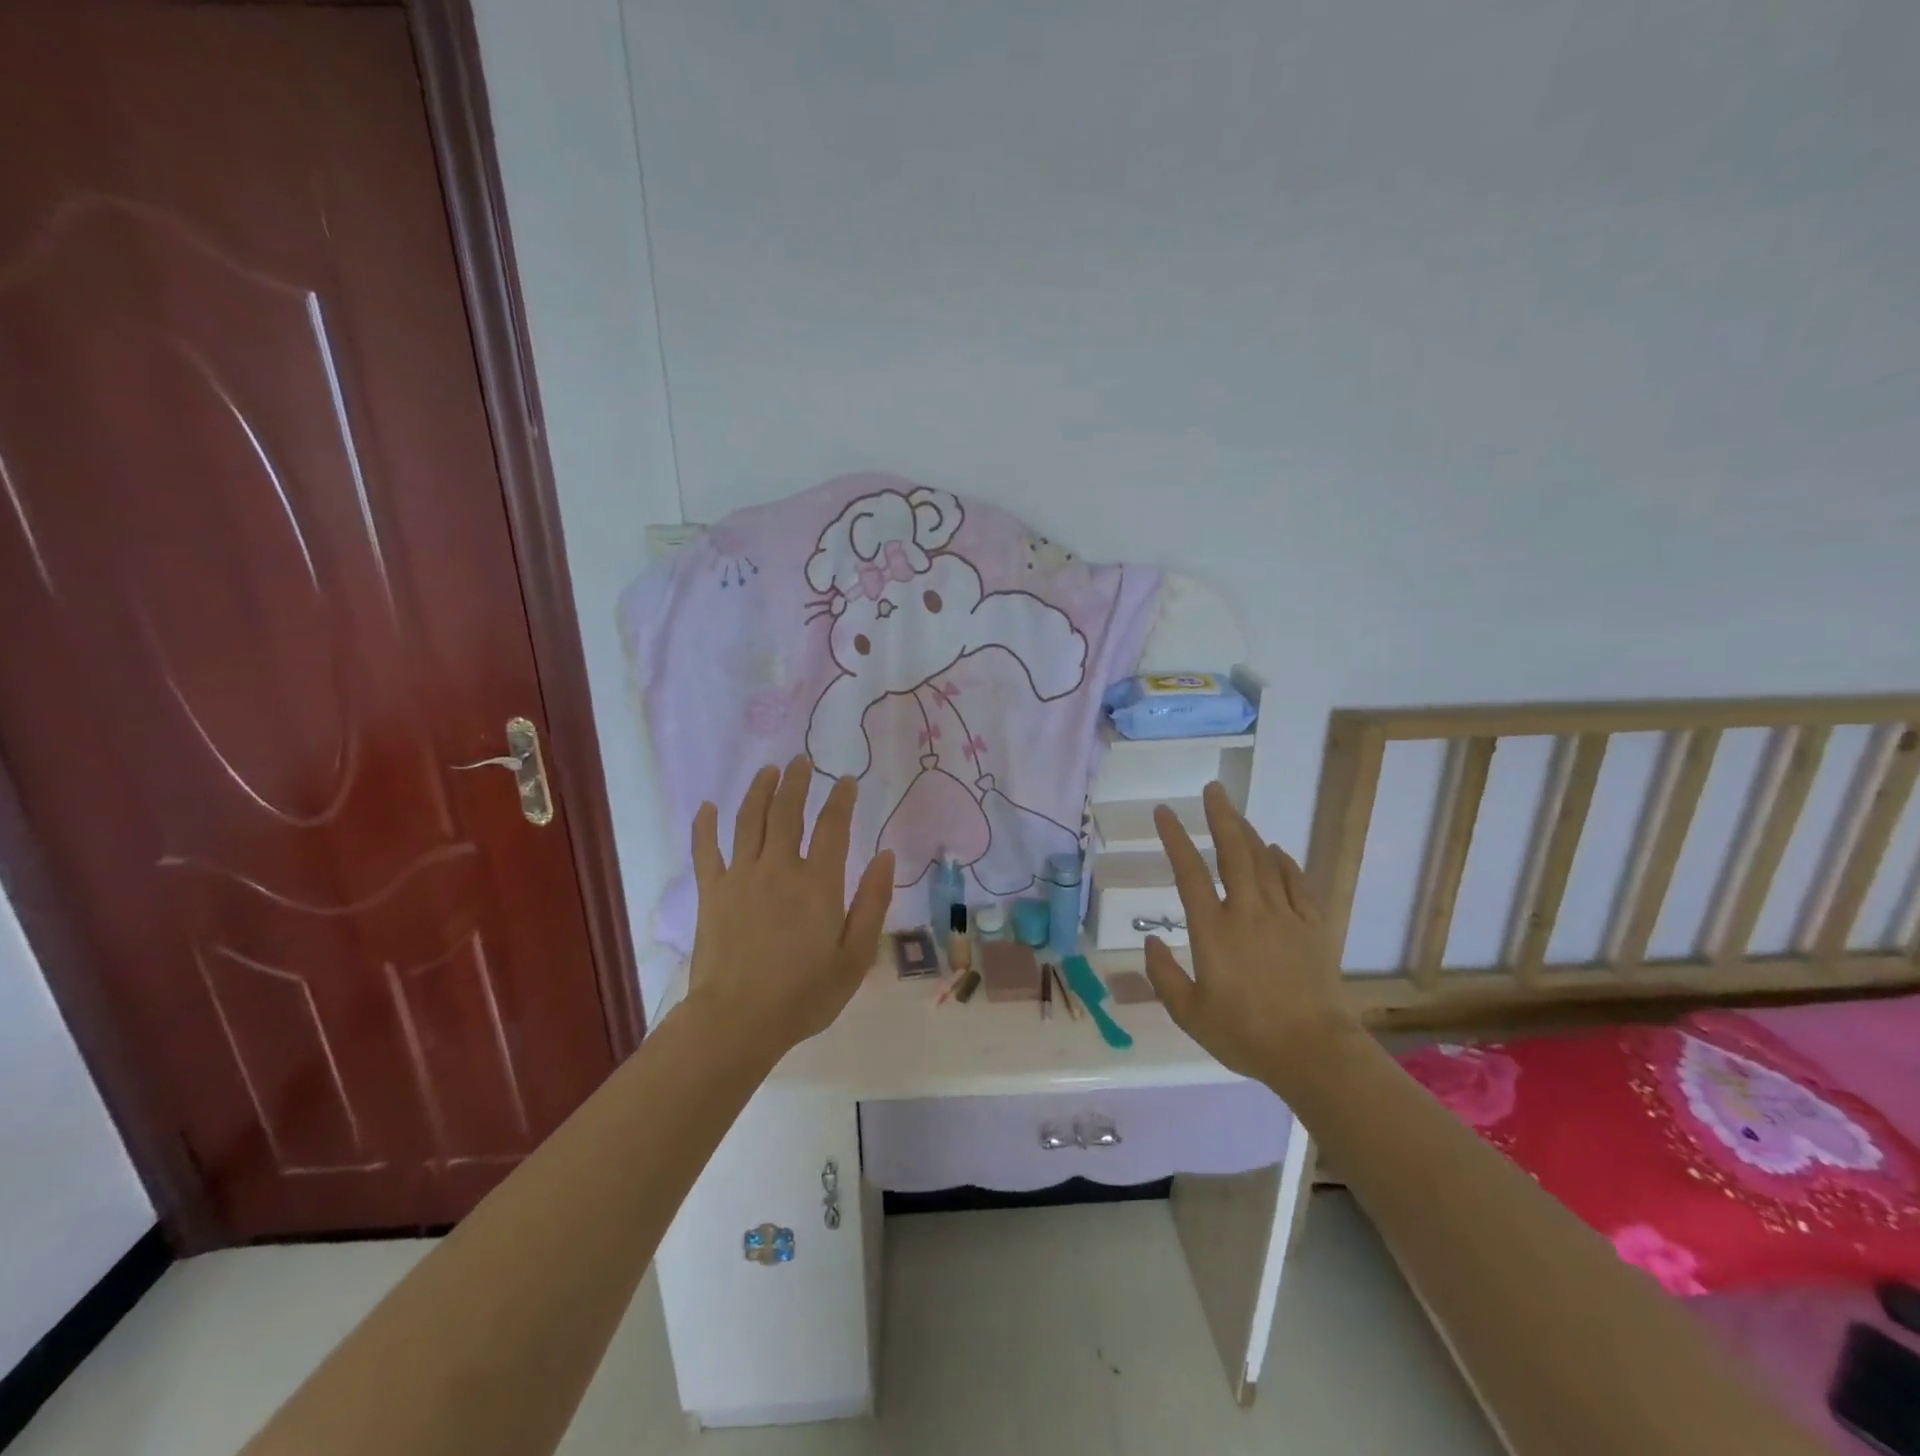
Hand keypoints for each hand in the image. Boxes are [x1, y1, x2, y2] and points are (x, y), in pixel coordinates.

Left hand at [684, 756, 894, 1060]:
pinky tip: (708, 807)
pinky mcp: (712, 892)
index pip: (833, 826)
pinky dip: (705, 826)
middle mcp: (779, 867)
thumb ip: (872, 902)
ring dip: (759, 791)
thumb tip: (885, 855)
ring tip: (768, 771)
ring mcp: (741, 877)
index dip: (840, 799)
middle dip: (796, 782)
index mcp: (818, 882)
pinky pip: (706, 850)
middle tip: (801, 761)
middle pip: (787, 812)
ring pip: (748, 820)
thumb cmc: (804, 994)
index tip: (846, 780)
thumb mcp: (856, 956)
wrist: (737, 1021)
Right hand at [1143, 782, 1355, 1082]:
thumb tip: (1149, 941)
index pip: (1189, 872)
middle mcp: (1248, 912)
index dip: (1175, 838)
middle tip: (1213, 790)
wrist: (1314, 1053)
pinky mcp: (1312, 929)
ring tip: (1235, 814)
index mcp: (1213, 930)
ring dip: (1249, 833)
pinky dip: (1286, 863)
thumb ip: (1163, 975)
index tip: (1165, 812)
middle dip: (1221, 817)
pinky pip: (1298, 885)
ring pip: (1265, 862)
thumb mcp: (1189, 1014)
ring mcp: (1284, 917)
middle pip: (1233, 852)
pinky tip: (1277, 852)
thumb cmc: (1245, 1035)